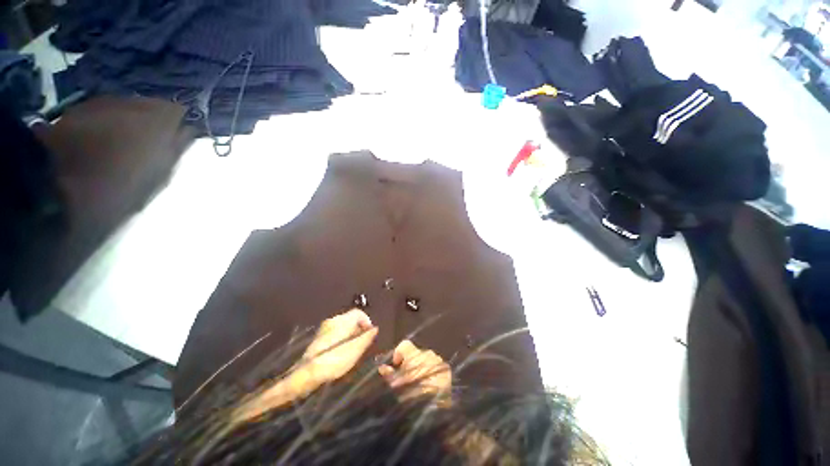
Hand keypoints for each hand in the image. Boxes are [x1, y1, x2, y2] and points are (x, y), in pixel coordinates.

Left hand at [232, 309, 376, 423]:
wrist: (306, 374)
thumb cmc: (335, 360)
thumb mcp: (355, 350)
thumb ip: (366, 337)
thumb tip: (374, 328)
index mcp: (342, 321)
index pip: (359, 313)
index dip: (367, 321)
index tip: (370, 333)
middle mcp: (333, 320)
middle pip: (350, 318)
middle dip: (359, 328)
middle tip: (362, 342)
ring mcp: (324, 329)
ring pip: (342, 326)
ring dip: (350, 333)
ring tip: (353, 348)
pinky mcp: (318, 338)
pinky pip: (335, 332)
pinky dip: (342, 338)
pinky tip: (341, 352)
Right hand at [378, 340, 451, 400]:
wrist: (435, 408)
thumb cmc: (412, 394)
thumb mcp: (397, 386)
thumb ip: (389, 374)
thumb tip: (382, 367)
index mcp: (414, 354)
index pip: (404, 345)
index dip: (398, 353)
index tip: (396, 365)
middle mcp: (427, 353)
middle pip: (415, 353)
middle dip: (410, 362)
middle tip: (407, 378)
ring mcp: (438, 360)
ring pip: (426, 359)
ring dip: (421, 367)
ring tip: (419, 383)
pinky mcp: (447, 369)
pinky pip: (436, 365)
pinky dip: (432, 372)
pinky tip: (430, 385)